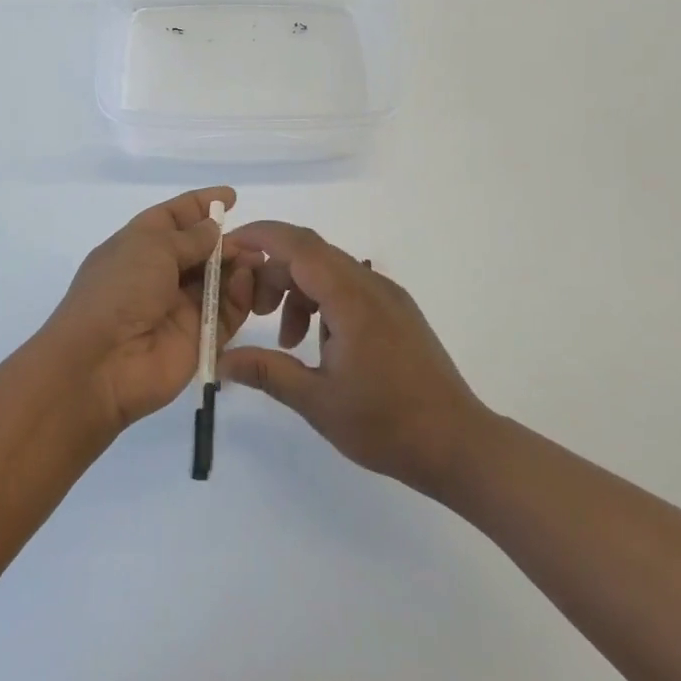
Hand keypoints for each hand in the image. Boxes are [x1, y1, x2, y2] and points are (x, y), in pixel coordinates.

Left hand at [42, 187, 258, 434]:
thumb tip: (213, 229)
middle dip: (227, 240)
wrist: (102, 363)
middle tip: (256, 238)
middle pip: (201, 250)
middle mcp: (159, 274)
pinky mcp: (200, 337)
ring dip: (239, 266)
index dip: (200, 205)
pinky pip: (227, 311)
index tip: (231, 197)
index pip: (173, 217)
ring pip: (219, 280)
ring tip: (257, 259)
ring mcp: (180, 307)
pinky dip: (241, 296)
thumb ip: (189, 237)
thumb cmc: (119, 290)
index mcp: (138, 245)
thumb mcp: (150, 247)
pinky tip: (248, 282)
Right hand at [219, 221, 490, 495]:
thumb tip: (221, 360)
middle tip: (251, 310)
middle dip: (273, 273)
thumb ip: (267, 371)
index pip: (298, 244)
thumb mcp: (317, 401)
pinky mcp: (398, 312)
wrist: (459, 444)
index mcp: (351, 298)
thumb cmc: (386, 423)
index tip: (228, 247)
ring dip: (298, 292)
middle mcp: (371, 284)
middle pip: (310, 255)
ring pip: (329, 272)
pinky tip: (319, 345)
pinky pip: (349, 288)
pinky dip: (322, 303)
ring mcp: (389, 296)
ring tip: (286, 341)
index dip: (260, 236)